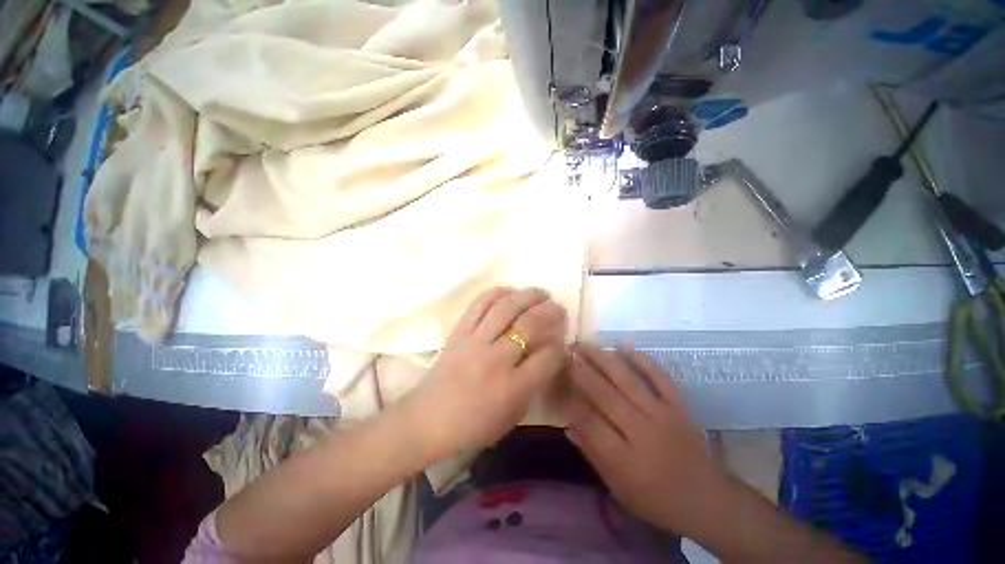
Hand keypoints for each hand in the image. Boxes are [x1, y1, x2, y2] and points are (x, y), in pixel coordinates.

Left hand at [402, 287, 568, 460]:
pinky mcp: (458, 332)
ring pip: (506, 308)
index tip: (561, 340)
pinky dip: (497, 293)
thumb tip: (546, 355)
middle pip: (530, 325)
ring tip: (540, 293)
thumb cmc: (472, 426)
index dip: (559, 345)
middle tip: (558, 307)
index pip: (547, 357)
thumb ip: (532, 385)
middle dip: (550, 312)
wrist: (426, 420)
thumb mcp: (511, 417)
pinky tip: (510, 291)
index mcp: (512, 388)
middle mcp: (495, 359)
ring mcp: (474, 341)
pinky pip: (479, 304)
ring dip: (527, 296)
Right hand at [565, 344, 724, 533]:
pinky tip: (624, 345)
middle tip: (568, 353)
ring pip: (628, 380)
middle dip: (583, 372)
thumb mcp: (618, 487)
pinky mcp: (678, 405)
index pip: (590, 423)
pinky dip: (642, 359)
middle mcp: (642, 431)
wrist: (706, 498)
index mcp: (625, 458)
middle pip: (606, 396)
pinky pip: (659, 377)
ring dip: (604, 359)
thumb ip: (593, 454)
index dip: (572, 400)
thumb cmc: (656, 498)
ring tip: (585, 345)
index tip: (559, 381)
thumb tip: (568, 426)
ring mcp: (662, 414)